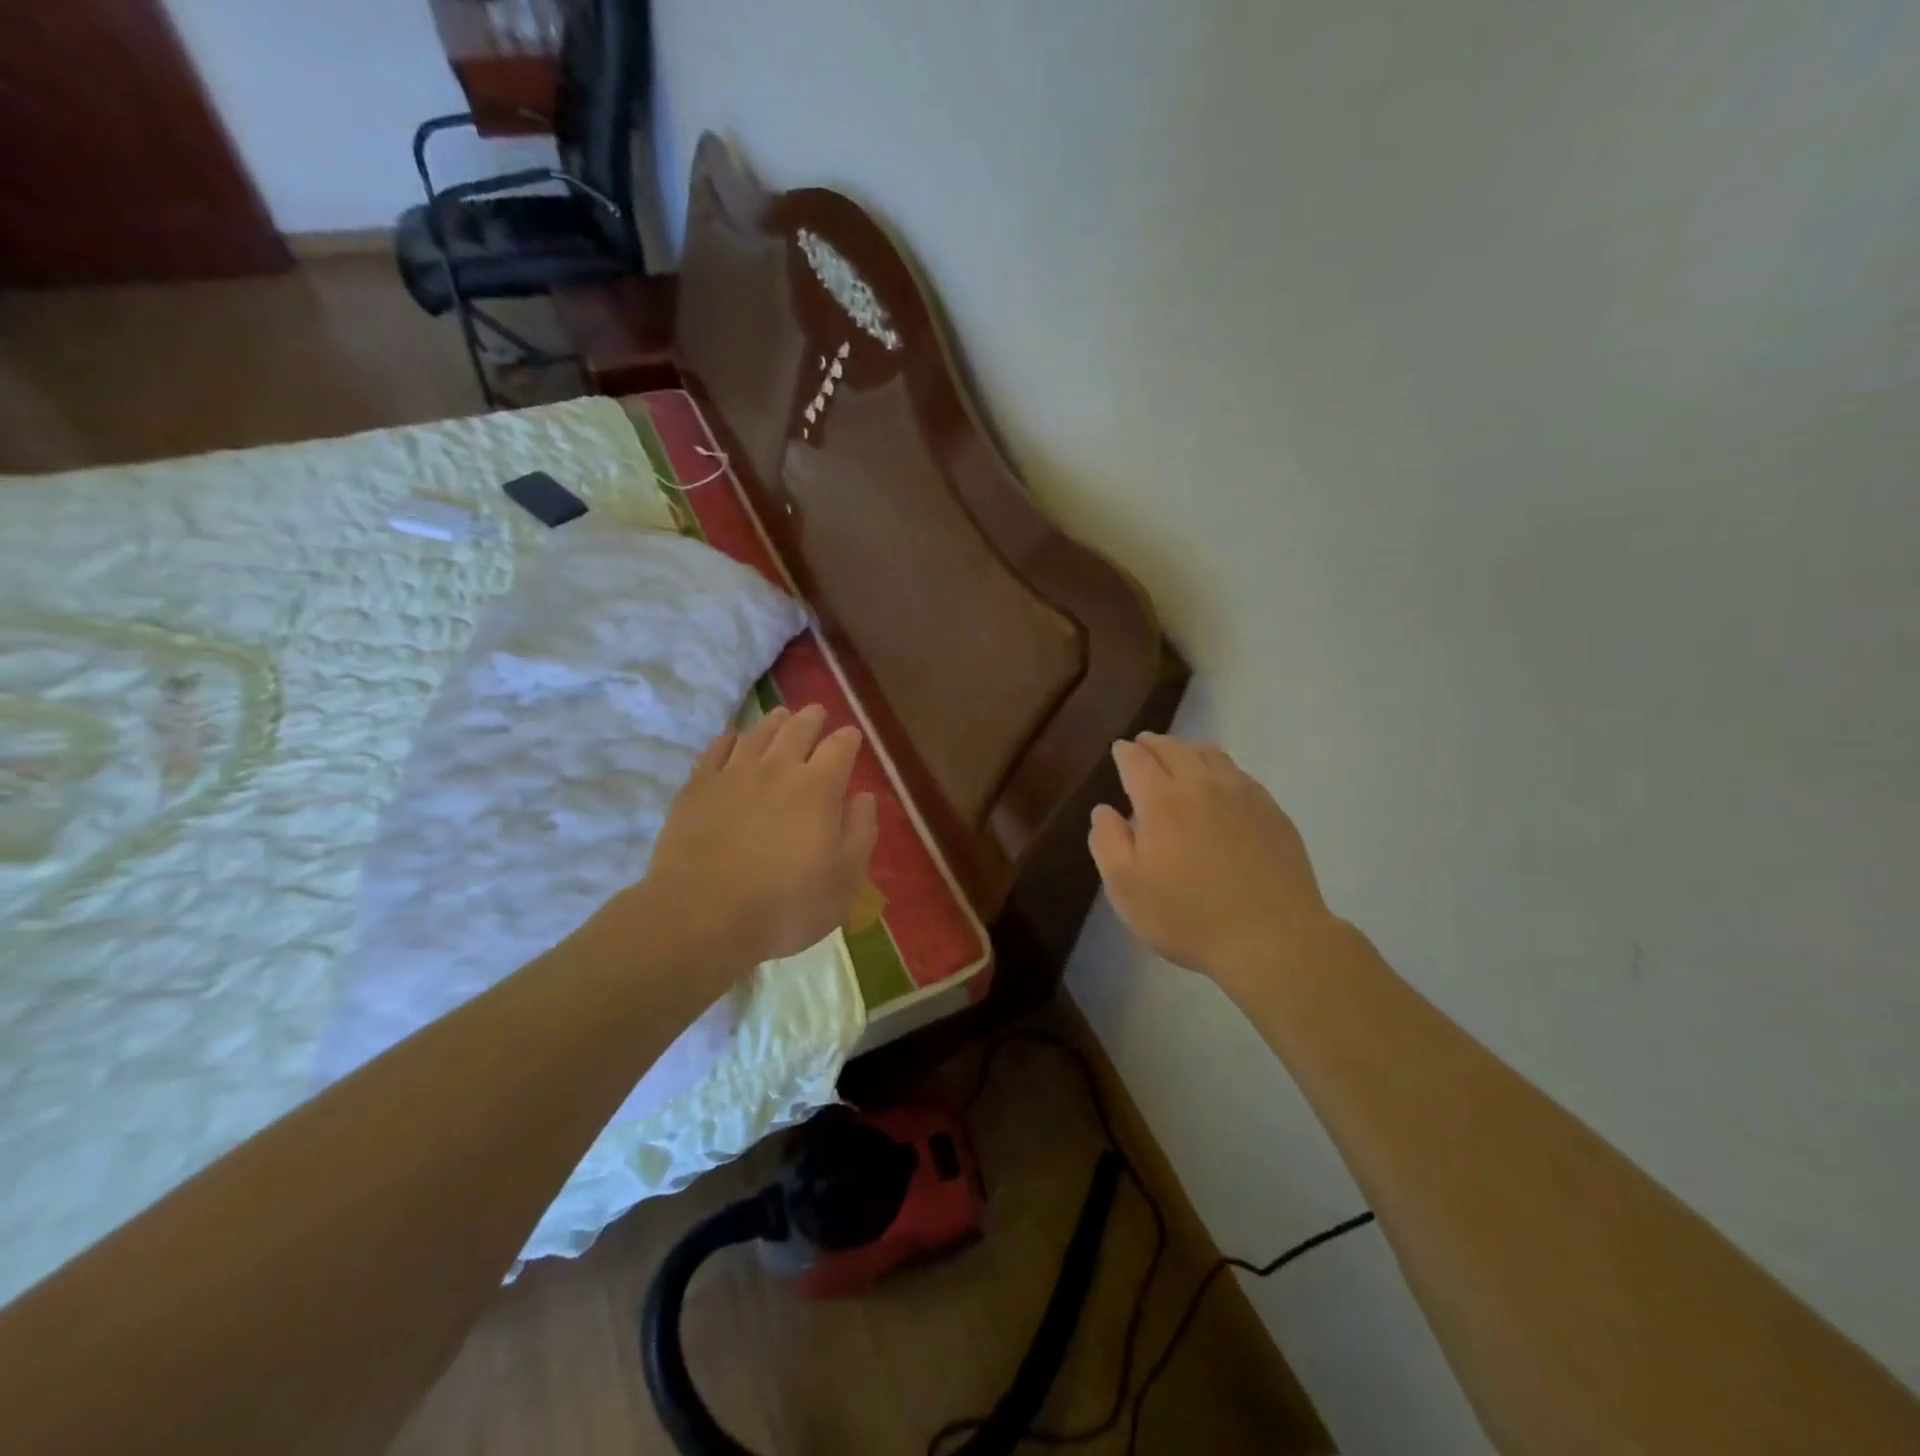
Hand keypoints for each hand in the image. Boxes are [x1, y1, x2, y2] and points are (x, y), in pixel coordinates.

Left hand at [635, 704, 878, 975]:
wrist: (701, 917)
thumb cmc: (785, 905)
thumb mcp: (844, 880)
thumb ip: (860, 832)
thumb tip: (863, 796)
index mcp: (818, 788)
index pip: (840, 747)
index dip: (849, 738)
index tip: (852, 736)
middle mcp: (777, 768)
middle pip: (798, 729)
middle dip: (812, 718)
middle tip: (817, 713)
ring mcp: (732, 774)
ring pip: (757, 733)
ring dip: (774, 722)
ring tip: (781, 717)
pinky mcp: (697, 788)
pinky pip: (716, 749)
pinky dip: (730, 739)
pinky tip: (733, 739)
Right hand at [1089, 734, 1335, 993]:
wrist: (1272, 939)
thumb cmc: (1188, 916)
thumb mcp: (1127, 888)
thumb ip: (1108, 842)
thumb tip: (1103, 810)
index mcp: (1162, 800)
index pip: (1137, 760)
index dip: (1124, 752)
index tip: (1119, 750)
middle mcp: (1202, 785)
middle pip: (1174, 749)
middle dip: (1154, 743)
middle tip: (1144, 744)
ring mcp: (1242, 795)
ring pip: (1211, 755)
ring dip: (1188, 748)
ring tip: (1180, 754)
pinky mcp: (1272, 811)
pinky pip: (1239, 774)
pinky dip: (1220, 767)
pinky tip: (1220, 782)